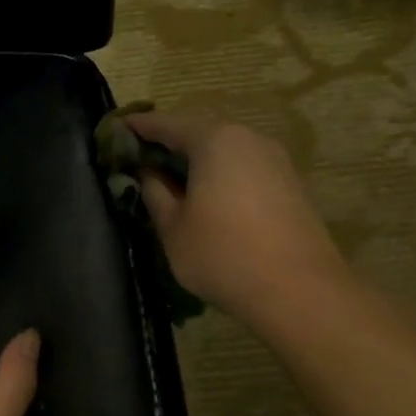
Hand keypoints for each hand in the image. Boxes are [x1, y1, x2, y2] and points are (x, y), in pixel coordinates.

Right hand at [126, 111, 349, 328]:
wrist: (300, 291)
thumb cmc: (223, 255)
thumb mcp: (173, 228)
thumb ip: (155, 193)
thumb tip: (148, 174)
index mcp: (214, 141)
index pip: (165, 124)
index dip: (137, 127)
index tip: (116, 131)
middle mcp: (247, 138)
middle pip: (198, 133)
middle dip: (168, 145)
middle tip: (140, 161)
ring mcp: (274, 159)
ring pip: (224, 151)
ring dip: (197, 161)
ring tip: (172, 182)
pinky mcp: (290, 183)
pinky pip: (244, 168)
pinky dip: (221, 175)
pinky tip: (208, 198)